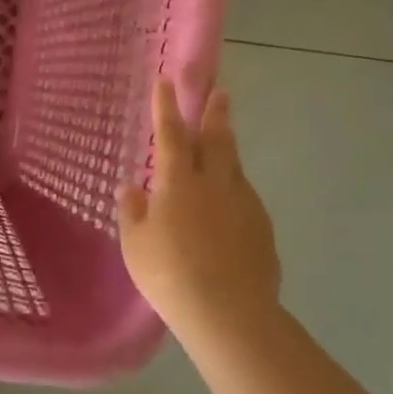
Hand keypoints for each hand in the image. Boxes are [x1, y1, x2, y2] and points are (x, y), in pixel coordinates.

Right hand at [118, 80, 281, 347]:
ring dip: (227, 148)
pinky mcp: (262, 227)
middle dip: (215, 112)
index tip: (166, 80)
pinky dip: (234, 189)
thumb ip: (132, 212)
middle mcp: (215, 184)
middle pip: (217, 139)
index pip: (171, 134)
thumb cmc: (168, 274)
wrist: (228, 312)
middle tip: (219, 91)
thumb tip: (130, 189)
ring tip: (223, 140)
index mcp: (178, 182)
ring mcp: (244, 204)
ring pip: (234, 166)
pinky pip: (244, 197)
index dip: (167, 107)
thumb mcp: (135, 244)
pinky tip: (228, 204)